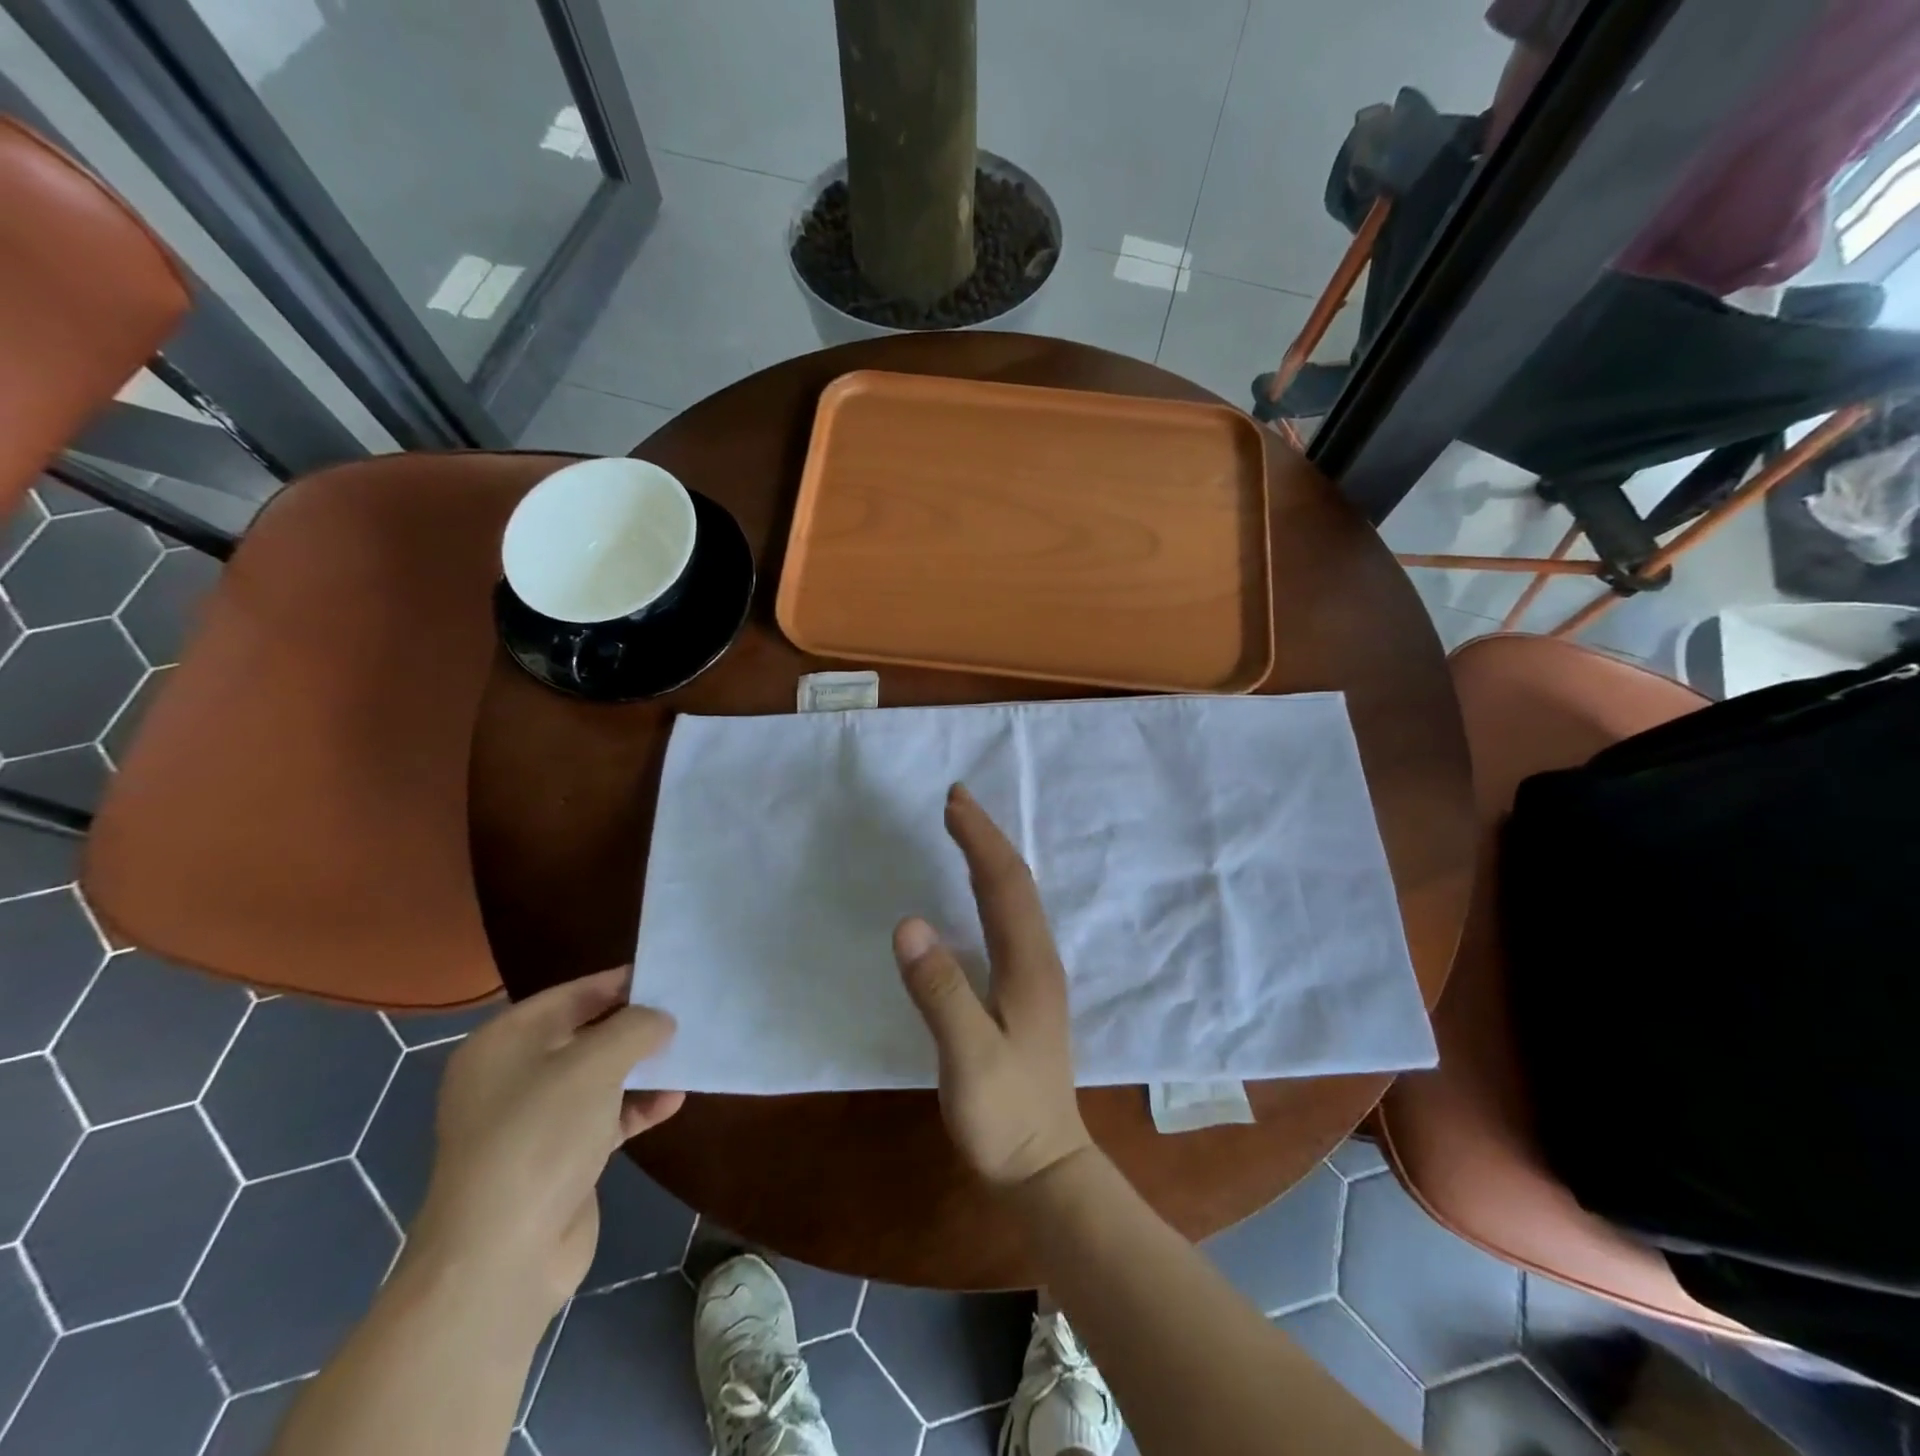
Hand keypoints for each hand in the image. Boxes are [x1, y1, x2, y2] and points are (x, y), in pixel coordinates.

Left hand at [407, 967, 684, 1324]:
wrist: (502, 1258)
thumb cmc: (540, 1138)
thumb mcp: (594, 1065)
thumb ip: (635, 1027)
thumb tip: (660, 1019)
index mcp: (503, 1043)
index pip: (570, 994)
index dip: (618, 982)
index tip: (666, 976)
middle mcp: (512, 1077)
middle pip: (584, 1034)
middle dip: (634, 1026)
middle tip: (684, 1012)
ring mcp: (532, 1121)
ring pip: (597, 1077)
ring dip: (641, 1067)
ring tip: (687, 1053)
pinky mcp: (556, 1159)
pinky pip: (604, 1117)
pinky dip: (636, 1107)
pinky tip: (673, 1101)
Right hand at [894, 784, 1092, 1187]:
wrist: (1045, 1166)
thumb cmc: (1005, 1115)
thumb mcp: (968, 1057)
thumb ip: (940, 992)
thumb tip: (907, 924)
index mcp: (1028, 963)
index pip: (1003, 883)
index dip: (979, 838)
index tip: (954, 800)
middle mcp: (1039, 958)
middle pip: (1015, 881)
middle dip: (986, 837)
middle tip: (956, 802)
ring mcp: (1037, 974)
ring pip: (1017, 898)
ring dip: (991, 858)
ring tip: (965, 831)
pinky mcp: (1028, 991)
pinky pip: (1011, 918)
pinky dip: (993, 888)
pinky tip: (979, 893)